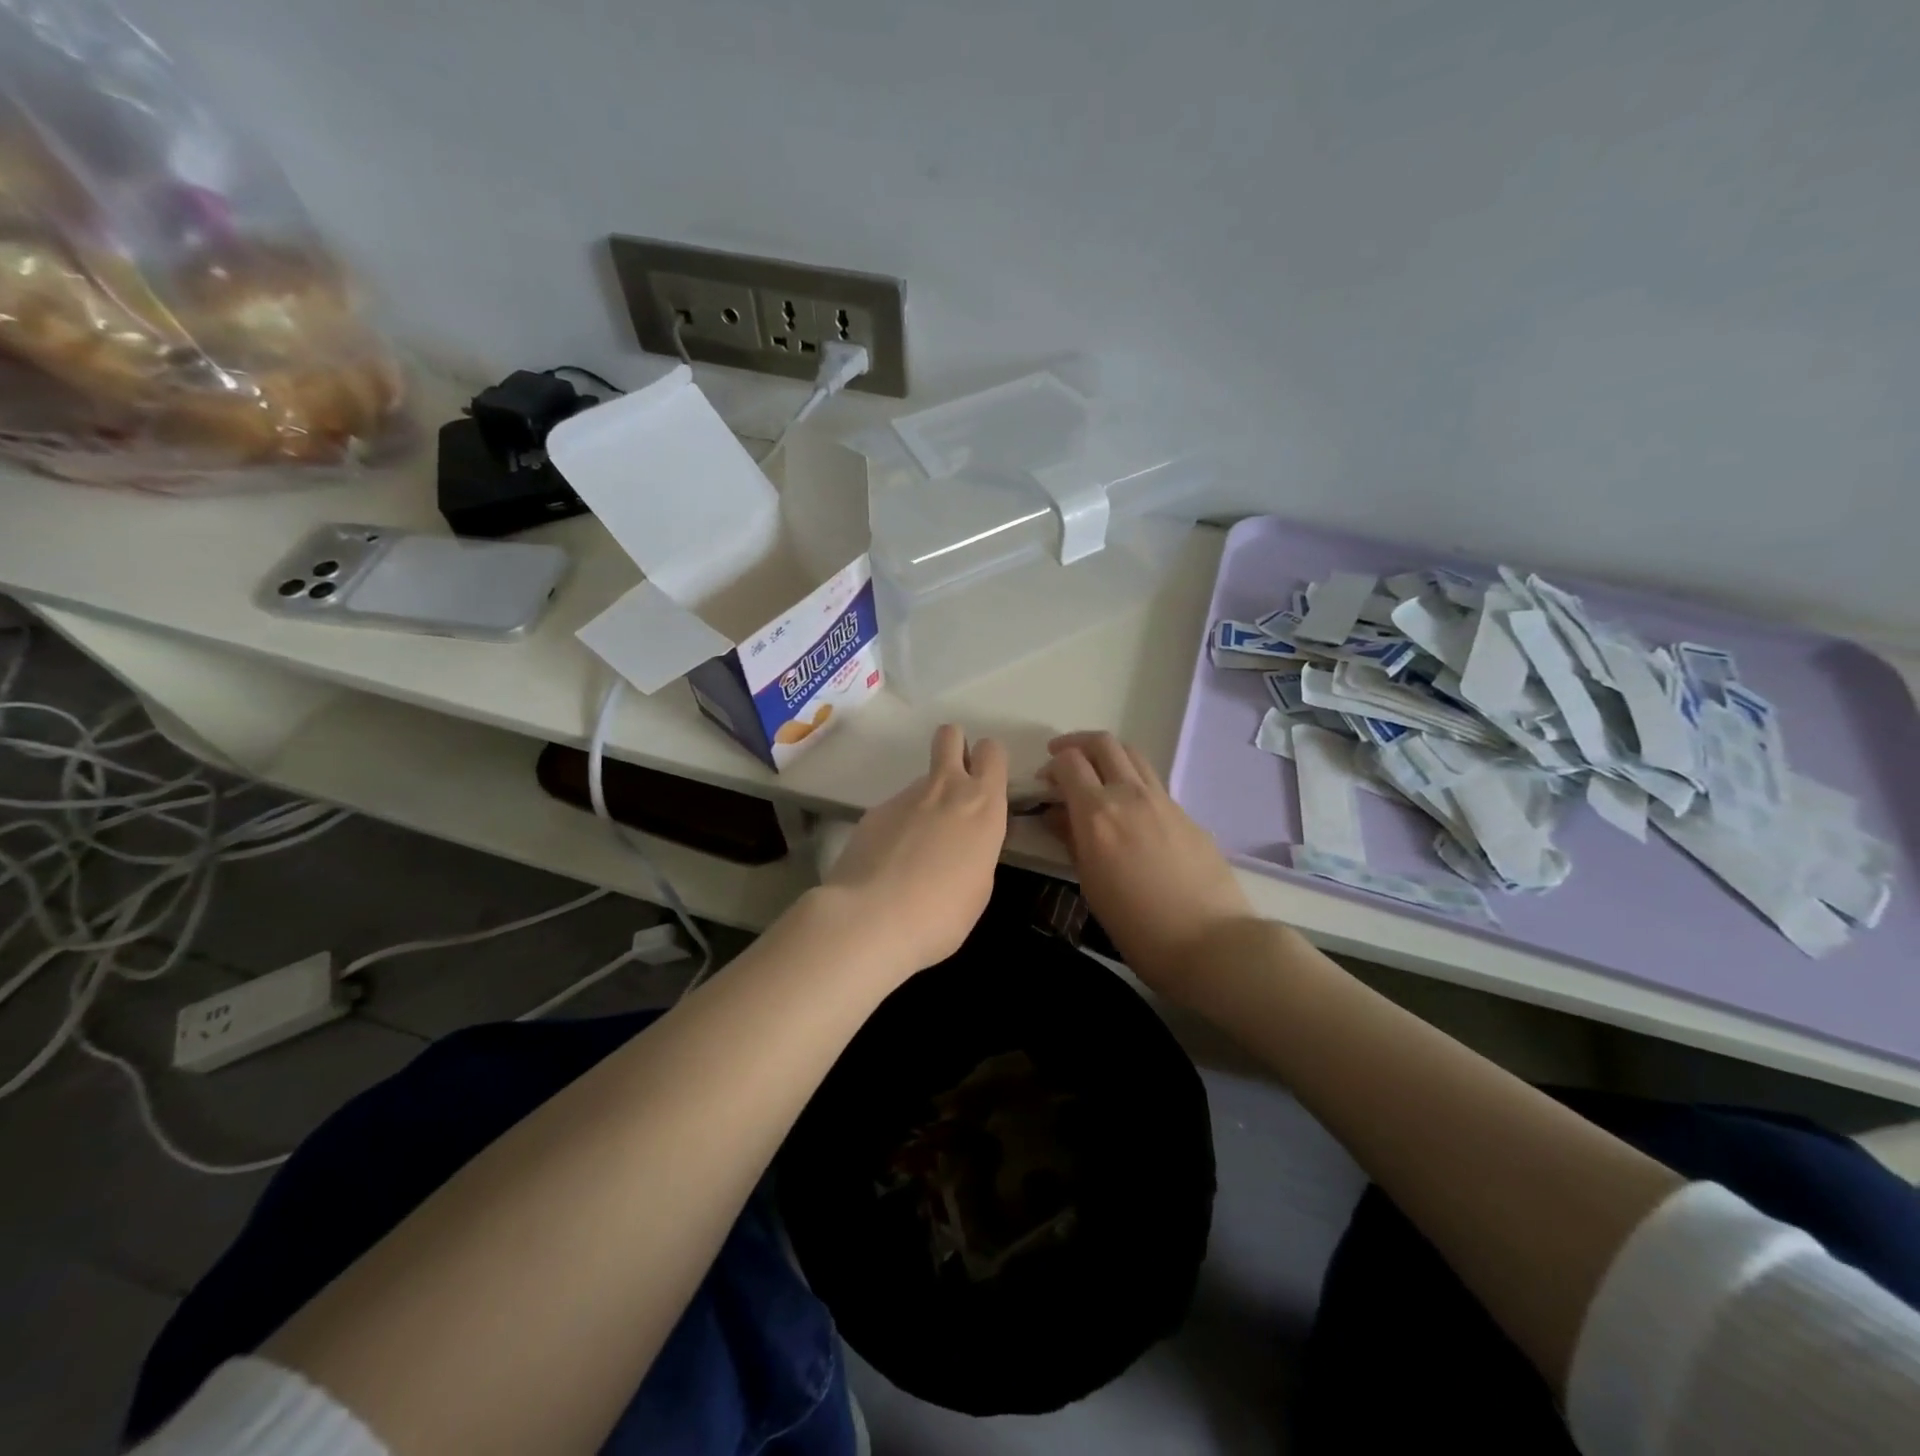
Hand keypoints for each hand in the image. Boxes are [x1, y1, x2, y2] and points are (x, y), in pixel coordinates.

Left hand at [822, 724, 1008, 976]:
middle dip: (954, 748)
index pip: (993, 752)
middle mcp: (945, 788)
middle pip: (950, 736)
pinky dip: (896, 828)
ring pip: (921, 781)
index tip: (986, 785)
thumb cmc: (943, 913)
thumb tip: (962, 839)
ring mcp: (904, 796)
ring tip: (914, 851)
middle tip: (954, 787)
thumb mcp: (980, 885)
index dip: (989, 762)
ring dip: (924, 802)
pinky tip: (888, 863)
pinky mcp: (873, 812)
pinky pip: (894, 810)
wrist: (873, 917)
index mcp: (983, 805)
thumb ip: (976, 848)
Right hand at [1041, 731, 1253, 1000]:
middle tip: (1062, 761)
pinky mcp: (1186, 813)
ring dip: (1107, 754)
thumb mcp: (1091, 885)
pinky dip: (1131, 779)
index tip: (1044, 783)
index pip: (1069, 762)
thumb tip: (1056, 814)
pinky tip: (1128, 809)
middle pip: (1102, 744)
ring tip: (1095, 774)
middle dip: (1076, 744)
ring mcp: (1163, 800)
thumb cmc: (1137, 925)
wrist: (1210, 941)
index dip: (1052, 765)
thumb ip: (1071, 840)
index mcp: (1098, 813)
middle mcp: (1130, 795)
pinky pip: (1152, 781)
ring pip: (1132, 754)